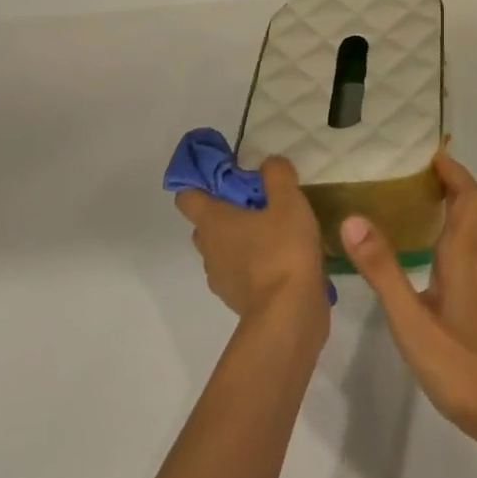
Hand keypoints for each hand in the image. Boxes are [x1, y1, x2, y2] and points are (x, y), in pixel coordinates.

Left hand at [174, 157, 327, 324]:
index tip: (224, 173)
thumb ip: (278, 175)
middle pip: (206, 223)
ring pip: (224, 249)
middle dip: (227, 210)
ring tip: (276, 231)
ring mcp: (221, 278)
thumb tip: (269, 163)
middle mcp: (208, 249)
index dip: (200, 181)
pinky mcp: (238, 299)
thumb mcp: (288, 201)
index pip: (187, 196)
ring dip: (242, 239)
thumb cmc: (282, 250)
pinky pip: (241, 272)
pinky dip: (255, 264)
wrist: (289, 314)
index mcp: (212, 222)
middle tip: (259, 201)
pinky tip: (283, 259)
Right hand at [338, 154, 476, 447]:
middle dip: (451, 181)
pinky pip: (469, 246)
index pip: (468, 195)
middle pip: (474, 205)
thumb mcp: (411, 319)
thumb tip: (354, 218)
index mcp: (465, 253)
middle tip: (412, 173)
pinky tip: (424, 250)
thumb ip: (383, 269)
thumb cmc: (461, 364)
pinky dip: (451, 230)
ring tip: (410, 200)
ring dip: (452, 204)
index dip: (452, 170)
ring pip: (474, 225)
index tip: (425, 153)